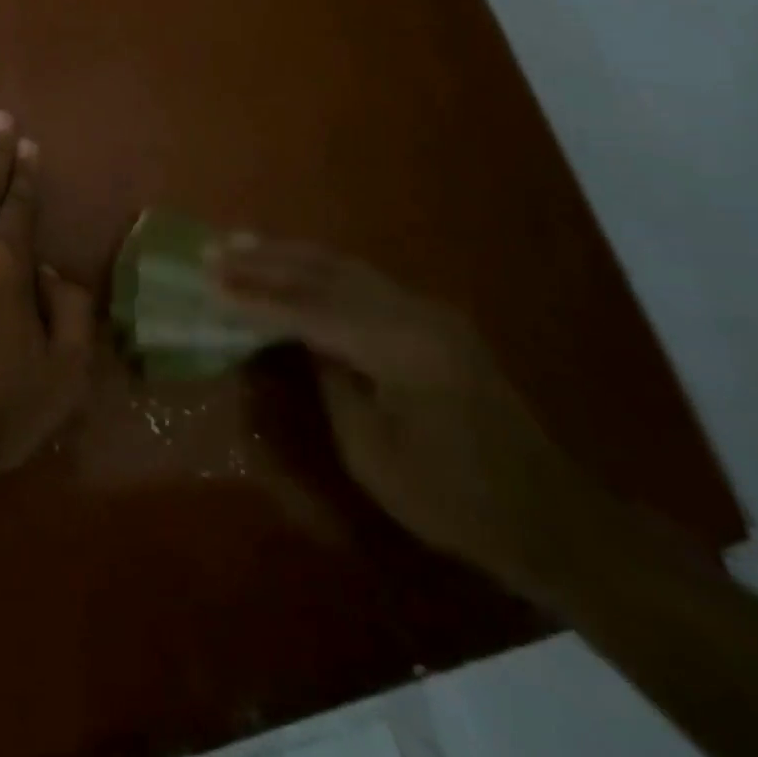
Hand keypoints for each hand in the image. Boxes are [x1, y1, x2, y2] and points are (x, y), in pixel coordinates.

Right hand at [212, 241, 612, 594]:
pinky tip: (294, 264)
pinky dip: (320, 270)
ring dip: (290, 255)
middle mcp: (415, 313)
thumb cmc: (453, 500)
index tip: (209, 281)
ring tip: (243, 242)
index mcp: (401, 348)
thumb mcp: (373, 454)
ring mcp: (428, 310)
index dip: (255, 297)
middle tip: (215, 248)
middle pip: (326, 273)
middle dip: (266, 260)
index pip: (310, 310)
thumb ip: (332, 383)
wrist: (548, 514)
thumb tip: (302, 340)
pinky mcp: (432, 318)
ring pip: (345, 267)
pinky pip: (364, 281)